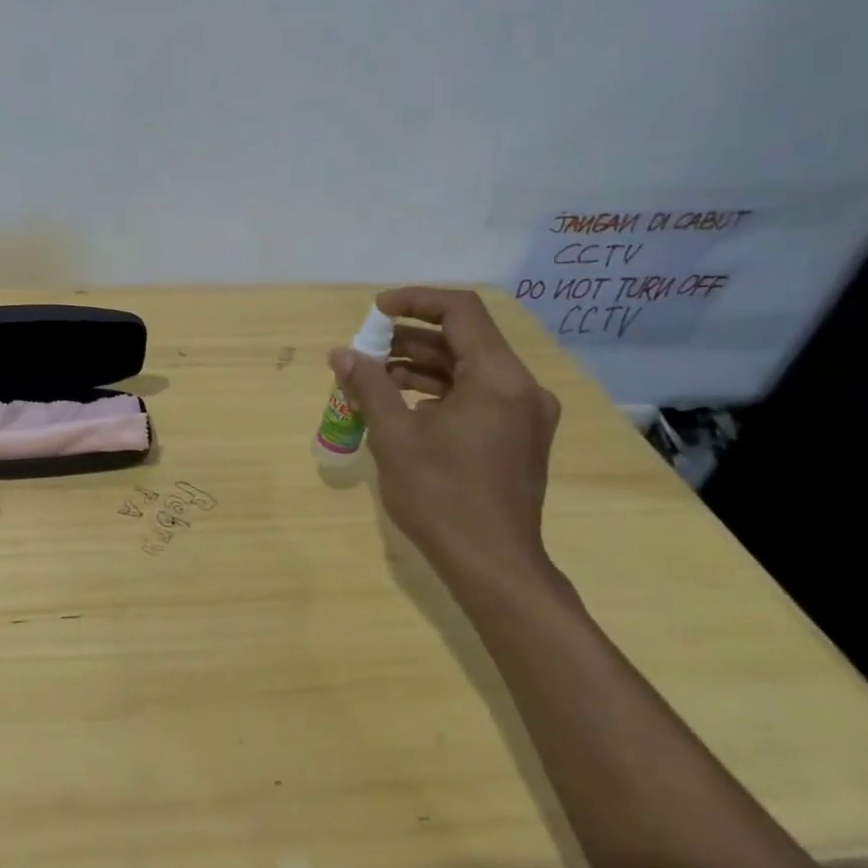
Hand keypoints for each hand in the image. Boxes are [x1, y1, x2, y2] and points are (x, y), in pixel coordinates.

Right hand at [330, 287, 561, 583]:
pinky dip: (440, 393)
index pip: (460, 311)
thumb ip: (369, 386)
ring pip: (469, 370)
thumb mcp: (394, 436)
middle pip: (464, 340)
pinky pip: (478, 396)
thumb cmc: (441, 496)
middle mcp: (521, 388)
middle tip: (364, 350)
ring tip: (374, 378)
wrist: (493, 566)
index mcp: (498, 378)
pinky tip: (404, 409)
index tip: (375, 311)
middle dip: (409, 339)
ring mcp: (525, 415)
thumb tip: (342, 354)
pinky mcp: (519, 438)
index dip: (415, 301)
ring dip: (421, 367)